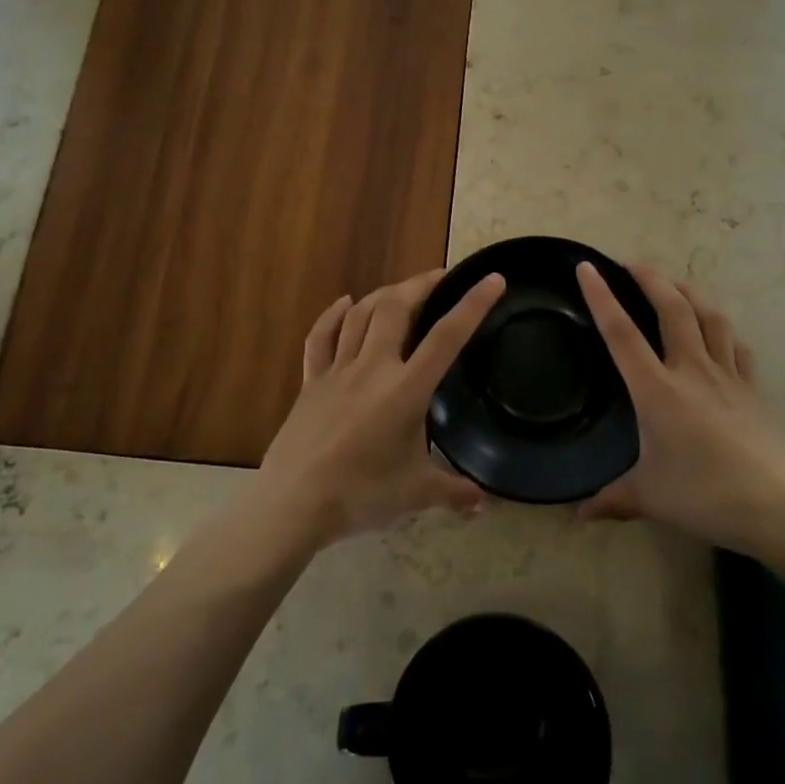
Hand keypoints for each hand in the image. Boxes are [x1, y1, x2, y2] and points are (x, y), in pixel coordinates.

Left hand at [254, 268, 505, 547]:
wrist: (293, 503)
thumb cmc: (360, 495)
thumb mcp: (416, 494)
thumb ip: (453, 493)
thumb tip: (484, 505)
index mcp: (406, 389)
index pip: (447, 337)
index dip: (472, 304)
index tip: (491, 279)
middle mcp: (373, 367)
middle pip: (396, 308)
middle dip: (421, 285)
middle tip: (440, 278)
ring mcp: (338, 370)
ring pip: (361, 315)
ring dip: (384, 294)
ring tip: (403, 290)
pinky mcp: (311, 381)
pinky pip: (321, 337)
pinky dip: (333, 315)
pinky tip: (345, 303)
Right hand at [575, 262, 784, 562]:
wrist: (783, 508)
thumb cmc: (707, 497)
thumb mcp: (650, 499)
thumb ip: (612, 500)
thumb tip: (578, 515)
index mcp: (658, 390)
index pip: (621, 334)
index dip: (602, 297)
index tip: (587, 267)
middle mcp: (692, 370)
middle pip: (671, 308)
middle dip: (650, 278)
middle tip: (631, 263)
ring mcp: (728, 375)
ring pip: (709, 316)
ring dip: (689, 291)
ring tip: (673, 283)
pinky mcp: (754, 388)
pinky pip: (736, 345)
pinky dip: (721, 328)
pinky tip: (716, 329)